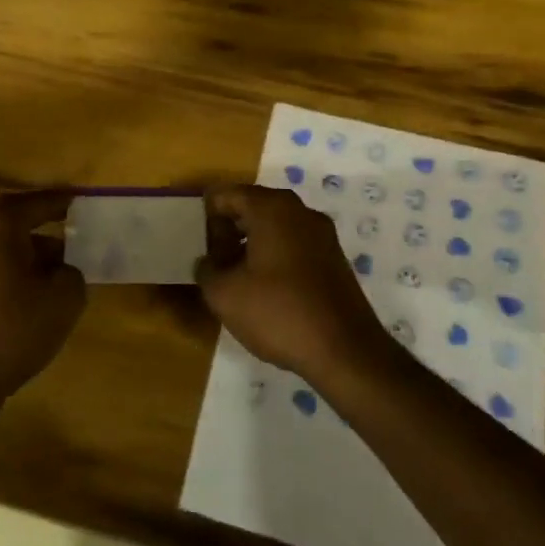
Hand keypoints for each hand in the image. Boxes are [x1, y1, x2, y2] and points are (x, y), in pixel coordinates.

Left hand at [0, 189, 86, 401]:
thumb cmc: (14, 328)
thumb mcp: (64, 297)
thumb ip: (73, 271)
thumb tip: (63, 268)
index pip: (41, 201)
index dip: (68, 201)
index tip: (89, 202)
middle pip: (18, 218)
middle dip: (48, 223)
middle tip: (78, 230)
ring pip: (6, 243)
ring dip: (34, 250)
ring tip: (65, 269)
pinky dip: (17, 269)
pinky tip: (37, 293)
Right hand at [196, 185, 391, 383]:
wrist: (345, 351)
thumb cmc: (278, 313)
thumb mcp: (223, 294)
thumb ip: (206, 268)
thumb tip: (209, 260)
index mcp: (272, 208)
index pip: (227, 194)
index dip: (207, 217)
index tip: (199, 246)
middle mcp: (300, 211)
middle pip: (253, 206)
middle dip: (229, 230)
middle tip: (213, 261)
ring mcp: (322, 234)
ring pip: (275, 226)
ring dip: (251, 245)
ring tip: (236, 278)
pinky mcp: (334, 258)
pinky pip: (294, 244)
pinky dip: (275, 256)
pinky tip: (266, 290)